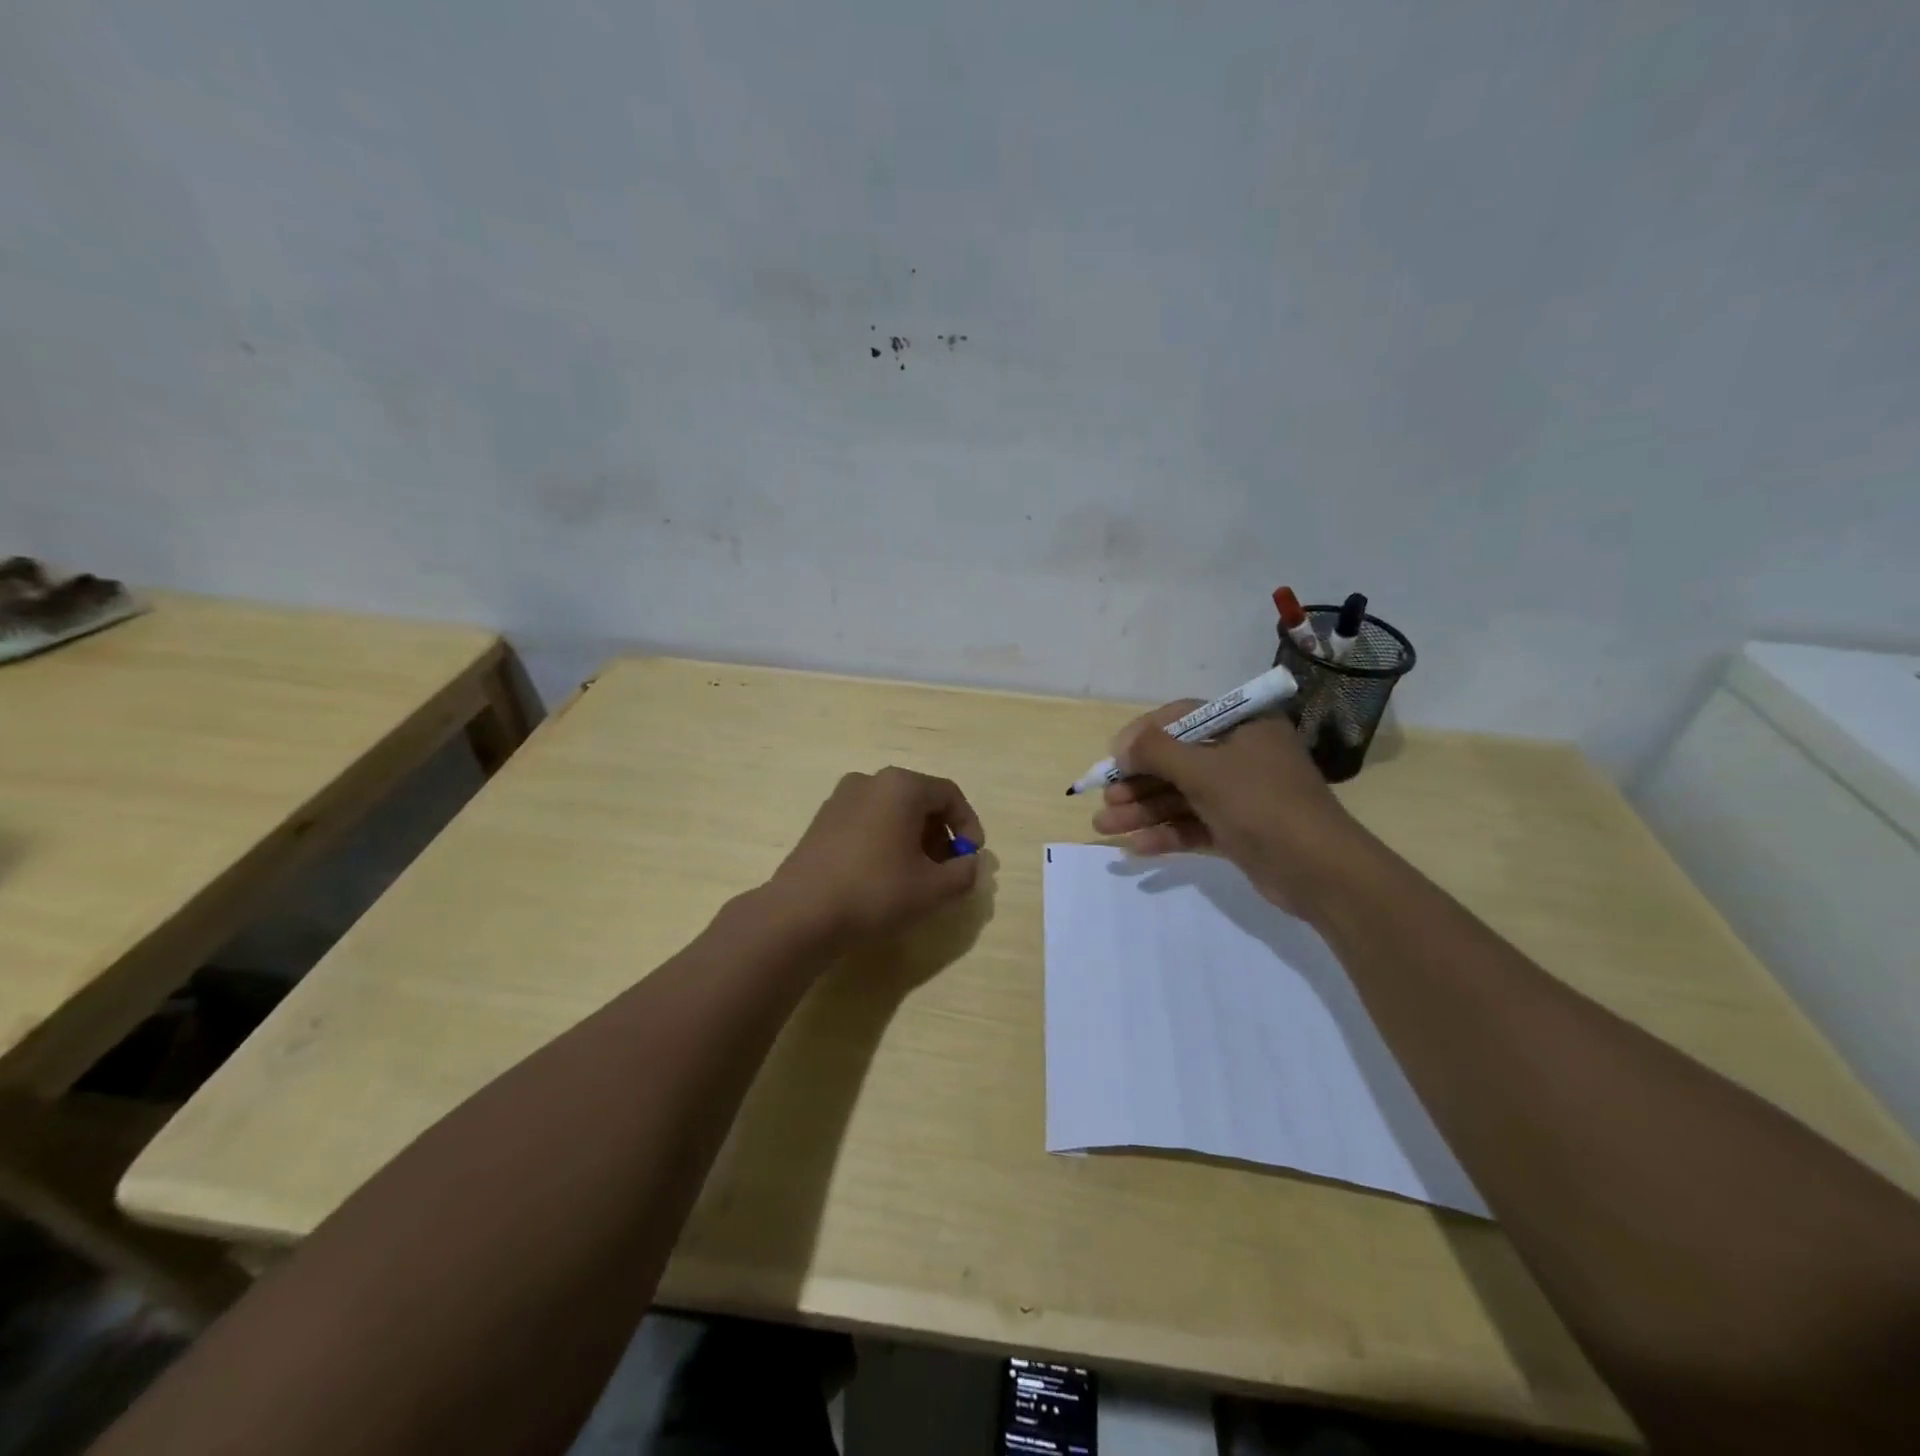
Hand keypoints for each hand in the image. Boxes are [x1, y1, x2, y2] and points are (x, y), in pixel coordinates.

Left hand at [768, 767, 985, 942]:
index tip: (971, 858)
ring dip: (914, 839)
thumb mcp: (933, 889)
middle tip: (947, 869)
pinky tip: (884, 876)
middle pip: (920, 800)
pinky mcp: (822, 820)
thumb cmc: (875, 892)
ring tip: (917, 876)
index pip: (949, 795)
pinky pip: (868, 821)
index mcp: (900, 786)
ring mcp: (841, 798)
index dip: (968, 826)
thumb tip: (970, 864)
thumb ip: (964, 873)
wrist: (800, 914)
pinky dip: (886, 840)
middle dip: (940, 834)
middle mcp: (870, 781)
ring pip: (893, 811)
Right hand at [1089, 702, 1369, 919]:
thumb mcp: (1204, 771)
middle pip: (1176, 761)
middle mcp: (1241, 755)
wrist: (1319, 871)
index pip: (1181, 717)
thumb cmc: (1261, 804)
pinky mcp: (1238, 830)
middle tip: (1105, 799)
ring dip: (1143, 810)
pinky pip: (1193, 825)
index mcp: (1243, 726)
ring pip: (1180, 797)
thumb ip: (1157, 752)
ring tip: (1104, 826)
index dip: (1143, 735)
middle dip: (1136, 782)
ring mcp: (1240, 795)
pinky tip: (1136, 847)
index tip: (1114, 756)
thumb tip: (1121, 746)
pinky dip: (1166, 833)